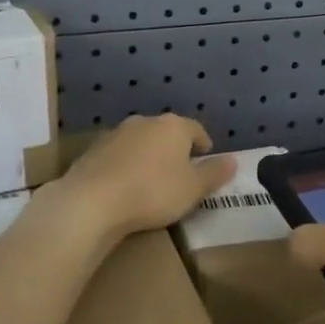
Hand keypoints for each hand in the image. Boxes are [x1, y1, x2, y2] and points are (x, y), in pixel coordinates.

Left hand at [49, 113, 235, 243]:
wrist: (91, 202)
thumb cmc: (153, 192)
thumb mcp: (193, 189)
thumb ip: (214, 173)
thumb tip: (233, 160)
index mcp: (174, 127)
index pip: (196, 129)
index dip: (203, 144)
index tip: (206, 158)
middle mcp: (145, 122)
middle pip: (166, 132)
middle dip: (174, 148)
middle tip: (180, 170)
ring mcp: (115, 134)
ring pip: (140, 141)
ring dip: (148, 155)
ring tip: (151, 179)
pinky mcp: (92, 150)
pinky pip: (117, 155)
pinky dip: (125, 165)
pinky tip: (124, 186)